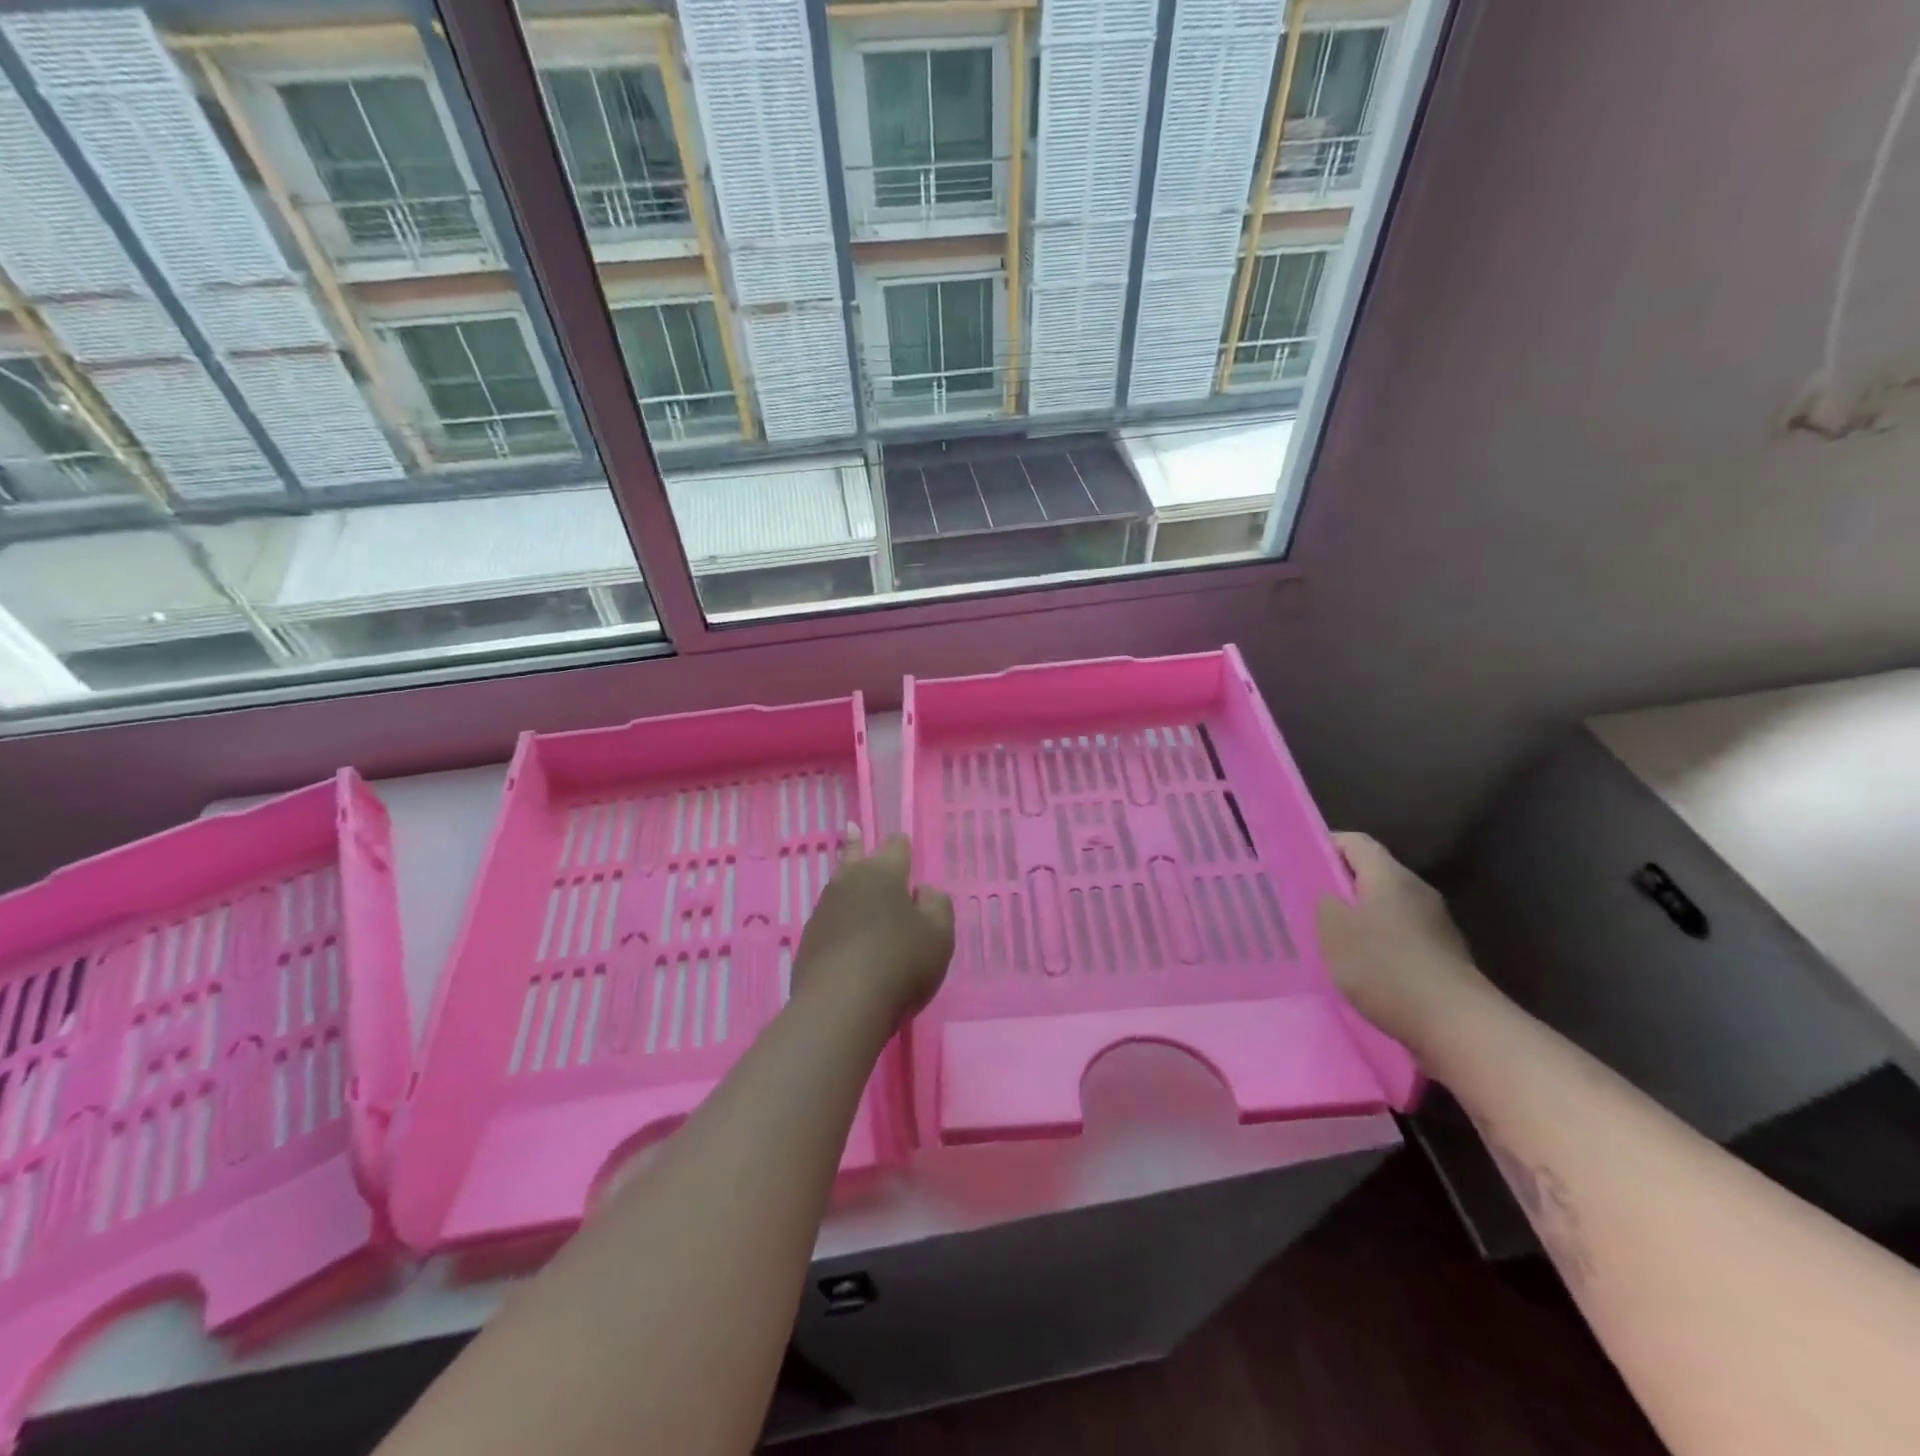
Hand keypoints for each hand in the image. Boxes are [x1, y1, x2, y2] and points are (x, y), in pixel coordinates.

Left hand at [795, 829, 953, 1023]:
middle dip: (857, 843)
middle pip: (854, 857)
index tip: (901, 840)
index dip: (901, 844)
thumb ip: (937, 905)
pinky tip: (844, 933)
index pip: (895, 847)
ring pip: (839, 887)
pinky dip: (839, 921)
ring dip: (847, 884)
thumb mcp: (939, 934)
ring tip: (849, 878)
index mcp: (883, 873)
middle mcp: (849, 882)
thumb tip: (923, 891)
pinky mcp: (808, 940)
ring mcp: (824, 910)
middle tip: (852, 828)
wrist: (841, 1004)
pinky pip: (830, 920)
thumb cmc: (900, 961)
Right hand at [1316, 831, 1491, 1044]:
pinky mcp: (1444, 955)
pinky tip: (1364, 970)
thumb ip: (1324, 902)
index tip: (1299, 864)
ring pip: (1387, 907)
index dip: (1325, 846)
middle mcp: (1417, 891)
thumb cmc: (1385, 967)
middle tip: (1308, 905)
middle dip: (1340, 886)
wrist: (1457, 1025)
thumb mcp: (1334, 931)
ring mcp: (1436, 924)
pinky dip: (1380, 945)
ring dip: (1360, 918)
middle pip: (1372, 874)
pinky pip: (1402, 936)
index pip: (1354, 842)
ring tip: (1332, 941)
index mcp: (1389, 875)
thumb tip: (1329, 894)